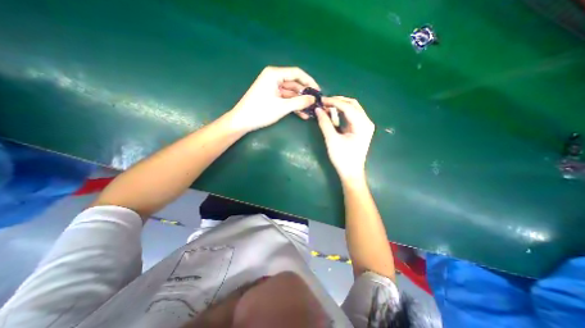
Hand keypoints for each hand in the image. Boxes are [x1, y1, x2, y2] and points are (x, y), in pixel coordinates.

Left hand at [227, 65, 318, 131]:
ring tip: (310, 111)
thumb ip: (299, 102)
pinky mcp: (271, 96)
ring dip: (300, 102)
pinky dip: (292, 105)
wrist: (242, 121)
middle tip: (315, 103)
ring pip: (291, 93)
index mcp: (274, 74)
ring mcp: (272, 88)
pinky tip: (302, 114)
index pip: (297, 73)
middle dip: (305, 94)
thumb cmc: (261, 112)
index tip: (318, 91)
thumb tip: (313, 99)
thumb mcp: (282, 107)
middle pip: (294, 84)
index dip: (309, 81)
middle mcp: (274, 78)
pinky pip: (285, 99)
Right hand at [316, 97, 374, 182]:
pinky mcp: (360, 129)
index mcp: (362, 124)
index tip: (321, 100)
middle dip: (337, 101)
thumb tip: (317, 109)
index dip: (334, 102)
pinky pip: (351, 116)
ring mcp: (364, 125)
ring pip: (352, 109)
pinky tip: (333, 113)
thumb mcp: (332, 140)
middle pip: (352, 104)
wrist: (351, 172)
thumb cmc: (342, 158)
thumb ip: (325, 123)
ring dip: (339, 106)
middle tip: (323, 102)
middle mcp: (366, 122)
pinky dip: (342, 113)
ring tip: (326, 106)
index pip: (348, 106)